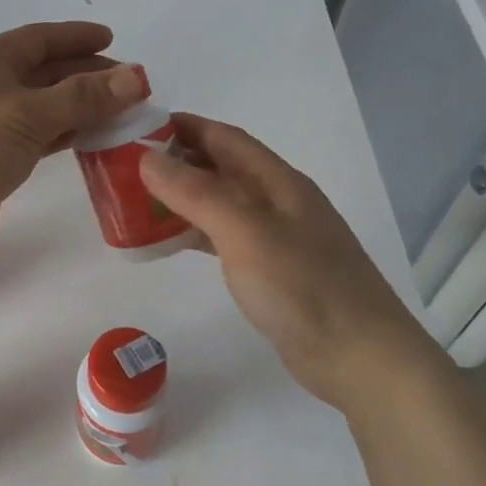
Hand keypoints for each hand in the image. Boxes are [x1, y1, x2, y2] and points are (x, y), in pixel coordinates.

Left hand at [0, 21, 147, 268]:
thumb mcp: (27, 115)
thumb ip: (82, 97)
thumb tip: (135, 76)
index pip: (39, 39)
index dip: (76, 37)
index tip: (113, 39)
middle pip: (43, 72)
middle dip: (85, 74)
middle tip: (129, 85)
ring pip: (41, 107)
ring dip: (78, 107)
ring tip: (120, 112)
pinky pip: (35, 138)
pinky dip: (63, 135)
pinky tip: (90, 140)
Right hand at [138, 113, 444, 408]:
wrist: (360, 358)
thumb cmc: (303, 288)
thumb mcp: (246, 232)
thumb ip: (197, 193)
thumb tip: (147, 158)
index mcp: (278, 182)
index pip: (225, 138)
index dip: (183, 126)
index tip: (137, 128)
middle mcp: (278, 201)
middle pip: (221, 167)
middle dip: (177, 160)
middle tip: (126, 166)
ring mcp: (276, 237)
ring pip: (220, 203)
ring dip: (182, 197)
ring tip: (137, 201)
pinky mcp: (271, 271)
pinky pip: (223, 237)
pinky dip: (194, 232)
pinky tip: (169, 242)